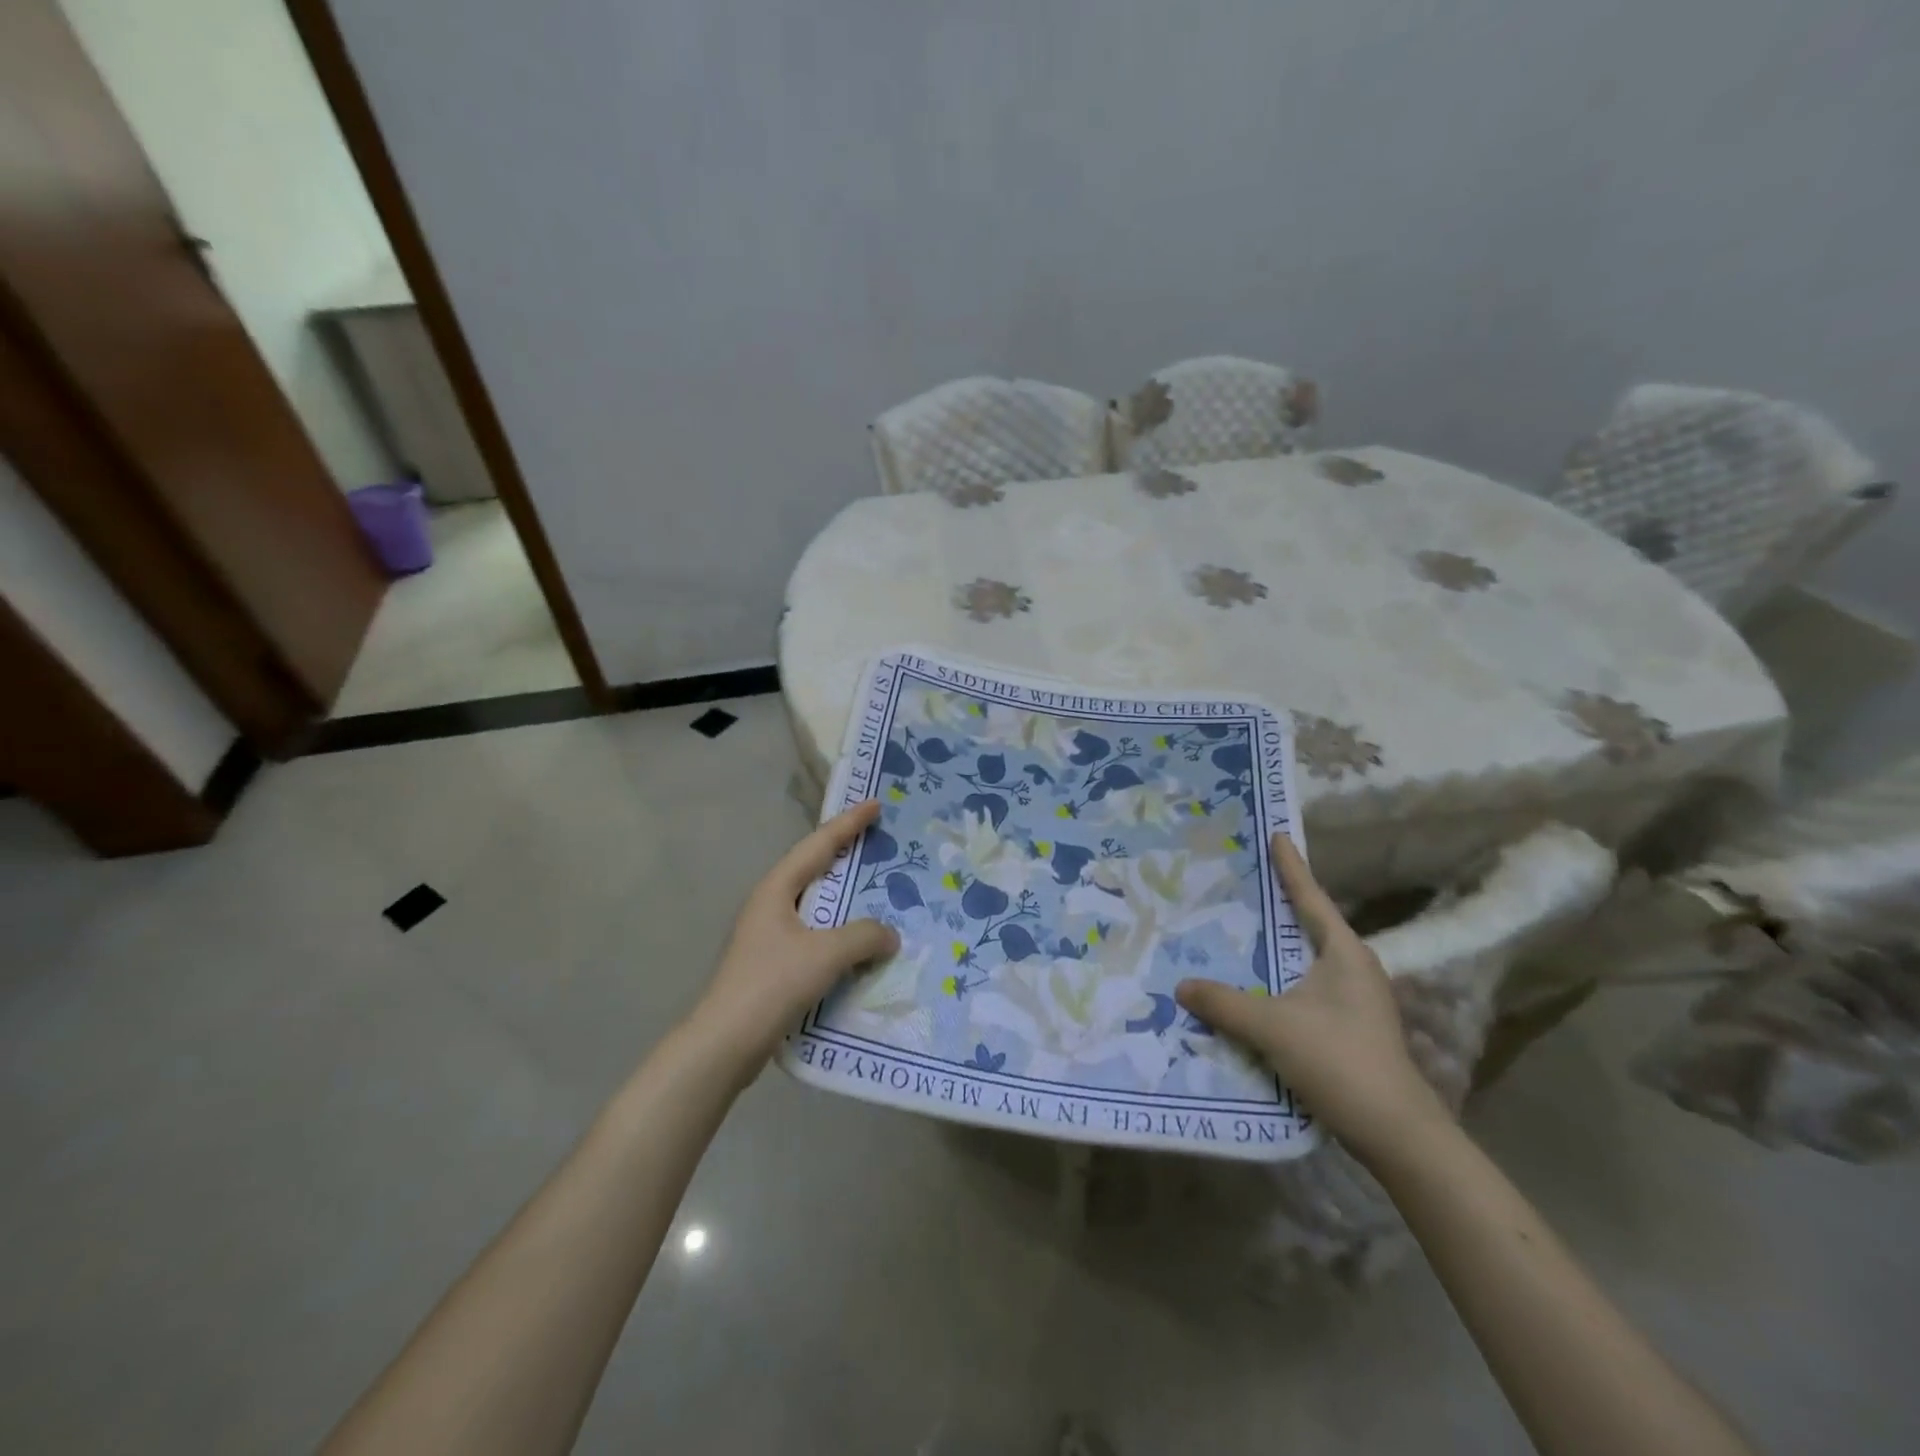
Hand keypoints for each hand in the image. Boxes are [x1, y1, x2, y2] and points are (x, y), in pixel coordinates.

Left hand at [690, 800, 900, 1074]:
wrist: (724, 1044)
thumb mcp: (826, 954)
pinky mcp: (772, 964)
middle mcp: (770, 905)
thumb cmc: (772, 984)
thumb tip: (889, 935)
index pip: (818, 845)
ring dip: (845, 898)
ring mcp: (768, 936)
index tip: (875, 804)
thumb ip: (864, 936)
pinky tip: (859, 945)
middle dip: (846, 854)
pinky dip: (839, 932)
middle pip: (814, 869)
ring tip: (877, 891)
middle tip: (879, 841)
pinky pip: (815, 936)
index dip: (849, 823)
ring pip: (815, 905)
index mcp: (776, 889)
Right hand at [1175, 833, 1445, 1161]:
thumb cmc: (1340, 1062)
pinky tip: (1256, 992)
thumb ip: (1224, 1004)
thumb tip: (1181, 986)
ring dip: (1277, 950)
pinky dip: (1280, 982)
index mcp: (1345, 954)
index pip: (1311, 898)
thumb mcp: (1273, 1028)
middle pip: (1310, 926)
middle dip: (1279, 906)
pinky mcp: (1352, 1031)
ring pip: (1307, 962)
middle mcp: (1355, 970)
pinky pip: (1307, 991)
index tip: (1278, 835)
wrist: (1398, 1135)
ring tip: (1240, 935)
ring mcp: (1357, 1002)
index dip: (1291, 867)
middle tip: (1244, 883)